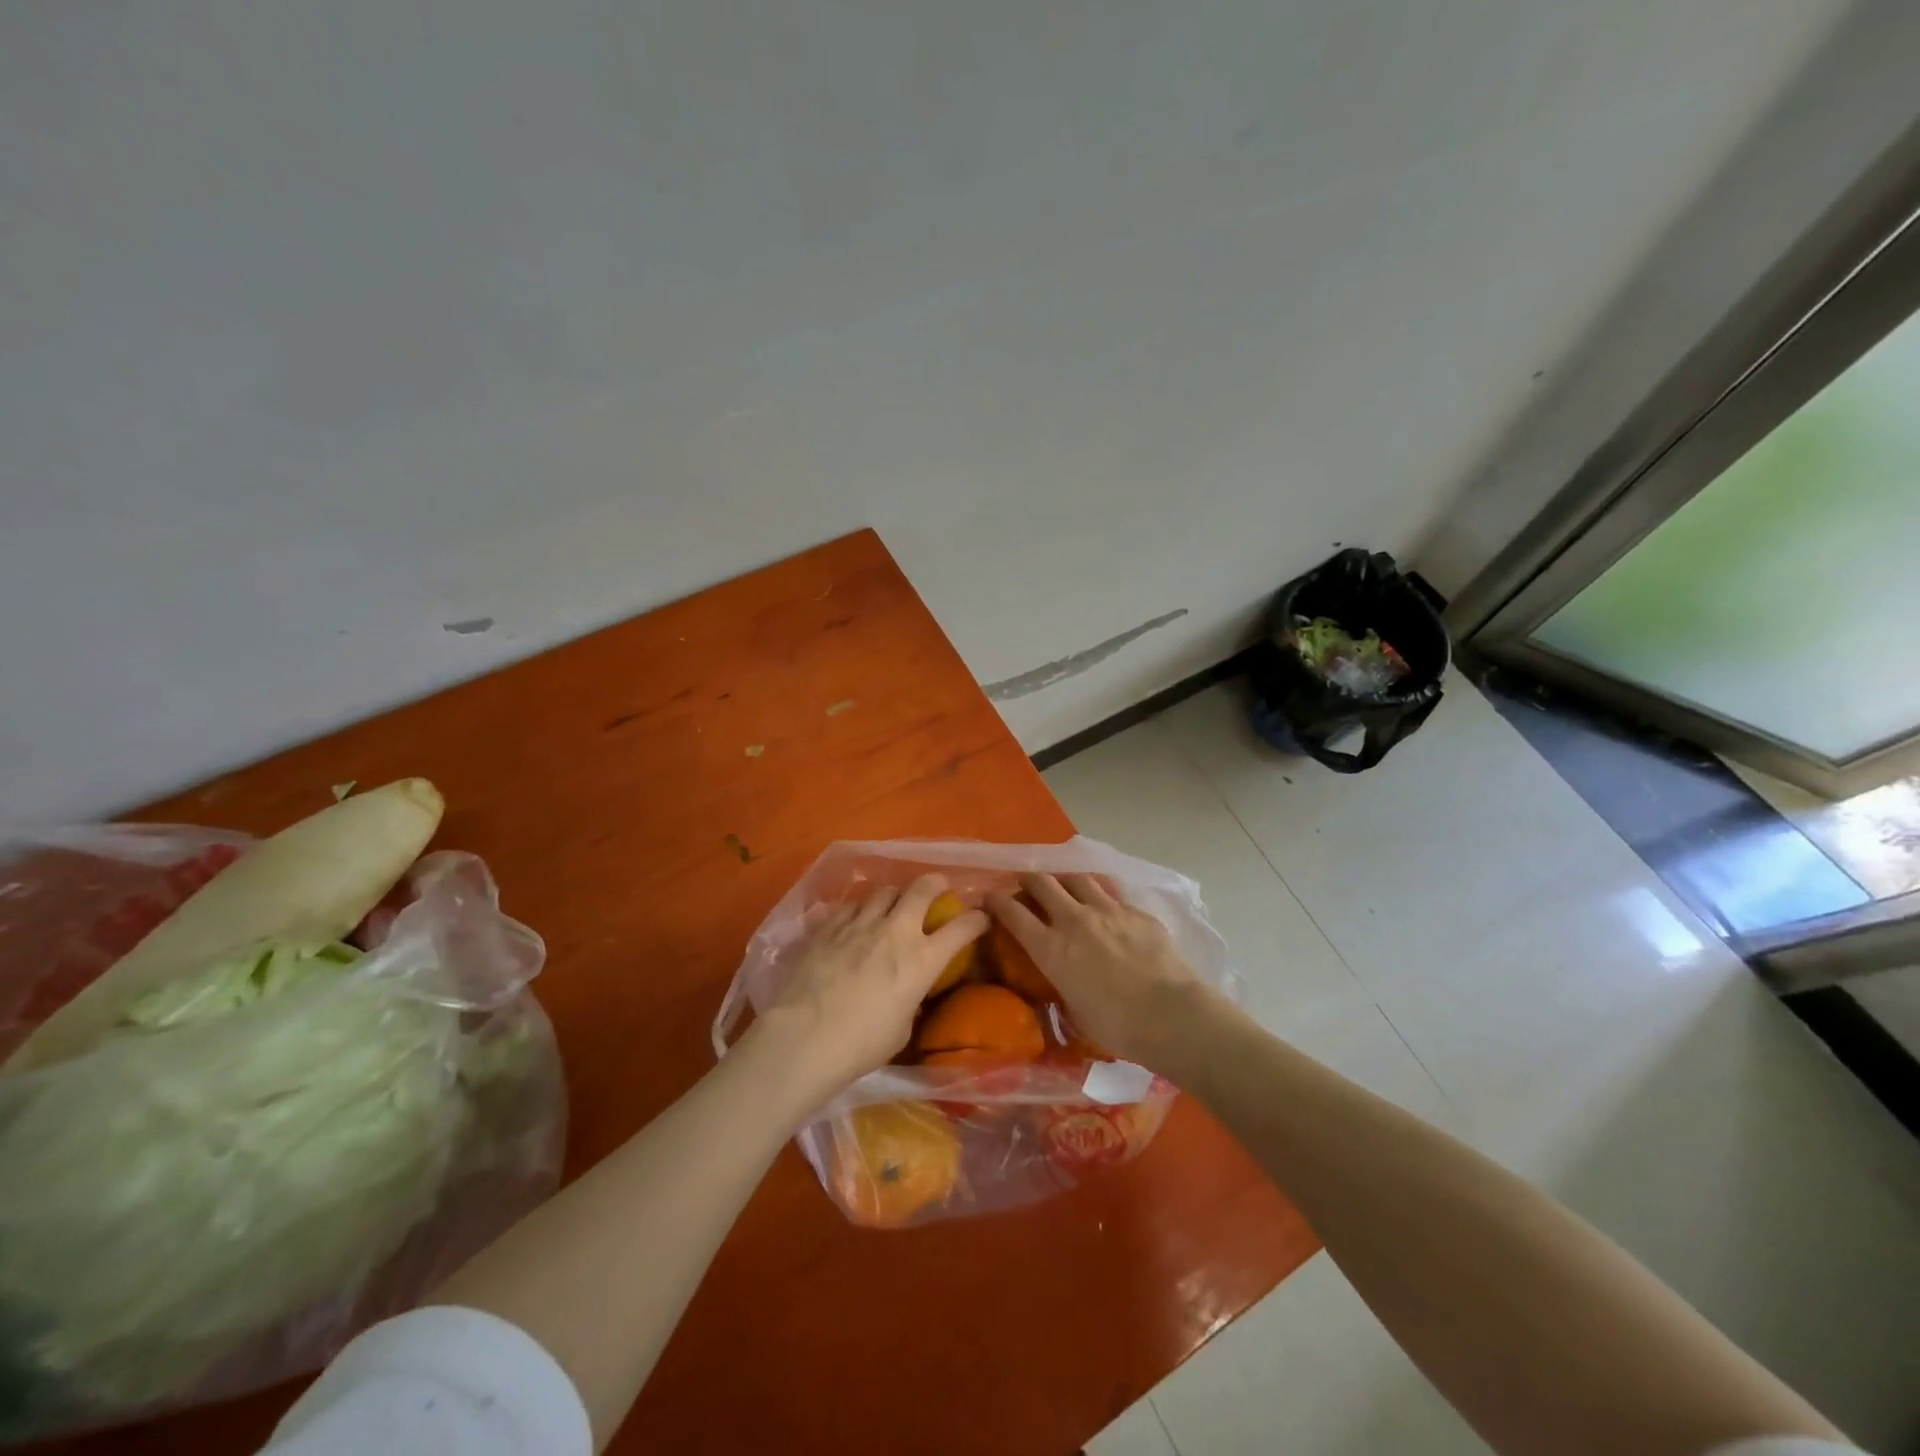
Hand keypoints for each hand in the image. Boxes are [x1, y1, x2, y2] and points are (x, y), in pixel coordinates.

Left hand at [755, 874, 987, 1102]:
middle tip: (937, 888)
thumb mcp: (902, 1027)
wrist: (805, 1038)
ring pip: (884, 890)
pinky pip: (851, 906)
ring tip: (890, 906)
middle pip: (922, 888)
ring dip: (894, 897)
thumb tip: (907, 990)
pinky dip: (859, 911)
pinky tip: (854, 923)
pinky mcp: (829, 925)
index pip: (963, 927)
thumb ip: (910, 999)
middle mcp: (896, 931)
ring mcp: (860, 923)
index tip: (979, 918)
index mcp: (922, 959)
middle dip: (935, 884)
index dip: (976, 919)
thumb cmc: (861, 1045)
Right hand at [986, 872, 1215, 1070]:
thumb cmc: (1117, 1026)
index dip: (997, 902)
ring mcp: (1107, 910)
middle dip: (1028, 879)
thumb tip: (1063, 982)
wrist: (1170, 1014)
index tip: (990, 898)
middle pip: (1042, 883)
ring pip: (1077, 878)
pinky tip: (1104, 902)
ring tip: (1064, 885)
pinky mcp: (1136, 911)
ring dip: (1065, 879)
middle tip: (1026, 884)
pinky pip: (1110, 891)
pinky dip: (1099, 892)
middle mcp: (1074, 920)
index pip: (1013, 913)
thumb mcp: (1075, 1012)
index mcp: (1051, 948)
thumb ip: (1063, 987)